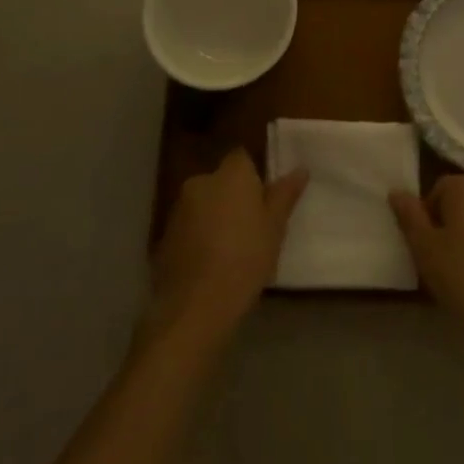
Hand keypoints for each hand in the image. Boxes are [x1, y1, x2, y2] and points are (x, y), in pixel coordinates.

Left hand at [148, 148, 306, 347]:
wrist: (196, 305)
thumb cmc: (245, 258)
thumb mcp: (275, 227)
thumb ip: (285, 194)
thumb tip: (300, 169)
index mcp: (230, 174)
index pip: (242, 158)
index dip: (254, 176)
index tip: (264, 200)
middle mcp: (201, 181)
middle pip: (221, 181)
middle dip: (233, 197)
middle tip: (251, 227)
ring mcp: (178, 208)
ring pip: (203, 203)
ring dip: (214, 217)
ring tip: (230, 250)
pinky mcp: (164, 235)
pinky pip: (188, 227)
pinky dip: (198, 237)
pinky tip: (209, 263)